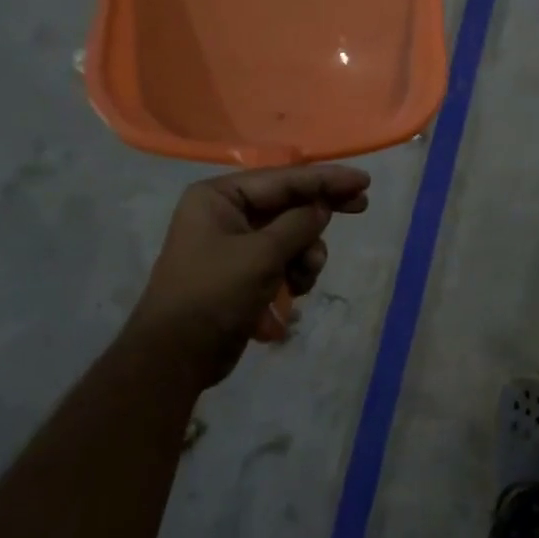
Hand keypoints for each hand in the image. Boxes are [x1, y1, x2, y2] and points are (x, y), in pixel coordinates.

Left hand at [133, 165, 370, 385]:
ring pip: (291, 234)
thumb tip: (323, 207)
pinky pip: (282, 259)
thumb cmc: (213, 294)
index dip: (326, 179)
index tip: (363, 181)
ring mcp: (235, 243)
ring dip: (306, 253)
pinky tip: (294, 292)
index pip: (284, 179)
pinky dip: (294, 272)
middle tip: (361, 206)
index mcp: (220, 196)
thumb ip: (299, 224)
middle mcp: (226, 212)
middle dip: (321, 213)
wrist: (175, 358)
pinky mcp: (243, 271)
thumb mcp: (262, 254)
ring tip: (305, 276)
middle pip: (289, 203)